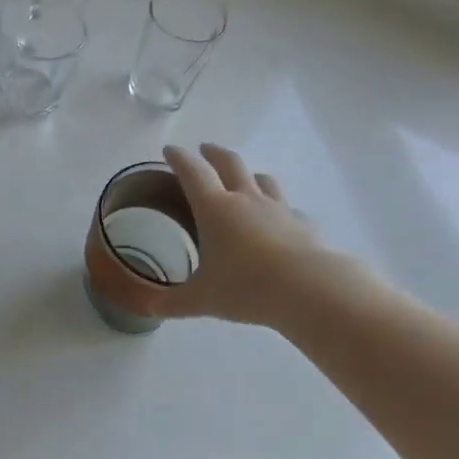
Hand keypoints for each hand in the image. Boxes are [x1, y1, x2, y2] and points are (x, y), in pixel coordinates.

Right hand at [93, 143, 381, 328]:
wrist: (309, 291)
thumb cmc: (246, 287)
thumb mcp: (202, 299)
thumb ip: (174, 302)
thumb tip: (148, 309)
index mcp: (214, 207)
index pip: (192, 171)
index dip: (179, 157)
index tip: (170, 150)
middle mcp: (245, 199)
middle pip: (229, 163)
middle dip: (214, 153)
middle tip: (204, 149)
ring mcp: (278, 209)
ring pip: (263, 180)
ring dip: (250, 175)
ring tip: (245, 179)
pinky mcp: (304, 225)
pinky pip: (290, 209)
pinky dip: (281, 209)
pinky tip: (281, 220)